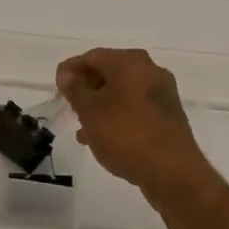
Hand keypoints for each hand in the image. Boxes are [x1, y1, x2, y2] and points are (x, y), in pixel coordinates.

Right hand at [55, 48, 210, 196]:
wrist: (173, 172)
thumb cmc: (126, 134)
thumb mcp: (90, 111)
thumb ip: (75, 89)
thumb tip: (67, 75)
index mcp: (130, 62)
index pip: (92, 56)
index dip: (70, 69)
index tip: (56, 87)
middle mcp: (150, 70)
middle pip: (109, 72)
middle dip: (86, 88)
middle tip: (68, 105)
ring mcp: (162, 94)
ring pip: (122, 92)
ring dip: (100, 106)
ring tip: (81, 127)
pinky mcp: (168, 116)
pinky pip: (135, 109)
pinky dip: (117, 117)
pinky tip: (103, 138)